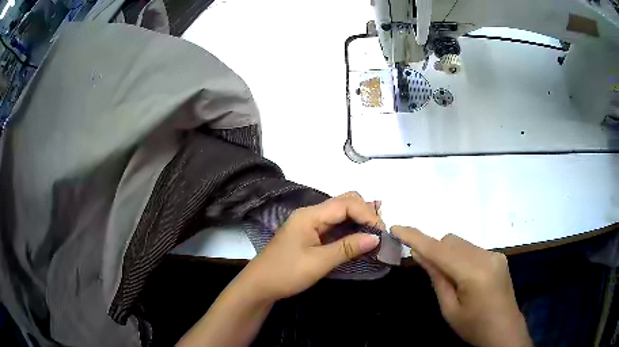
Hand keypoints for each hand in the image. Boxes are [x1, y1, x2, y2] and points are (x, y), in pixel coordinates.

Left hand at [239, 192, 382, 301]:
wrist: (260, 285)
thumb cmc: (286, 273)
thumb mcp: (318, 262)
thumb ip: (348, 248)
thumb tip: (376, 238)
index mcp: (310, 215)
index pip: (346, 204)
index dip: (367, 214)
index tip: (381, 232)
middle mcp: (311, 214)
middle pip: (344, 202)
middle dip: (365, 212)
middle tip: (380, 231)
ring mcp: (310, 224)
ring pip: (340, 213)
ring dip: (359, 220)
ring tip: (377, 232)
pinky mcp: (311, 234)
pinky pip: (335, 225)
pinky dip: (350, 229)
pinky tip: (361, 236)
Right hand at [391, 227, 531, 346]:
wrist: (504, 330)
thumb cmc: (473, 326)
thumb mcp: (449, 308)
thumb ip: (437, 277)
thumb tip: (420, 254)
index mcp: (474, 272)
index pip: (439, 249)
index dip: (416, 237)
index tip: (396, 227)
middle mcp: (486, 256)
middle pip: (451, 241)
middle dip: (434, 249)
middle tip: (424, 268)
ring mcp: (495, 254)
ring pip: (462, 243)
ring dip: (447, 254)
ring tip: (448, 279)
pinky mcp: (498, 257)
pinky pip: (472, 249)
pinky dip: (460, 257)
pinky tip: (463, 278)